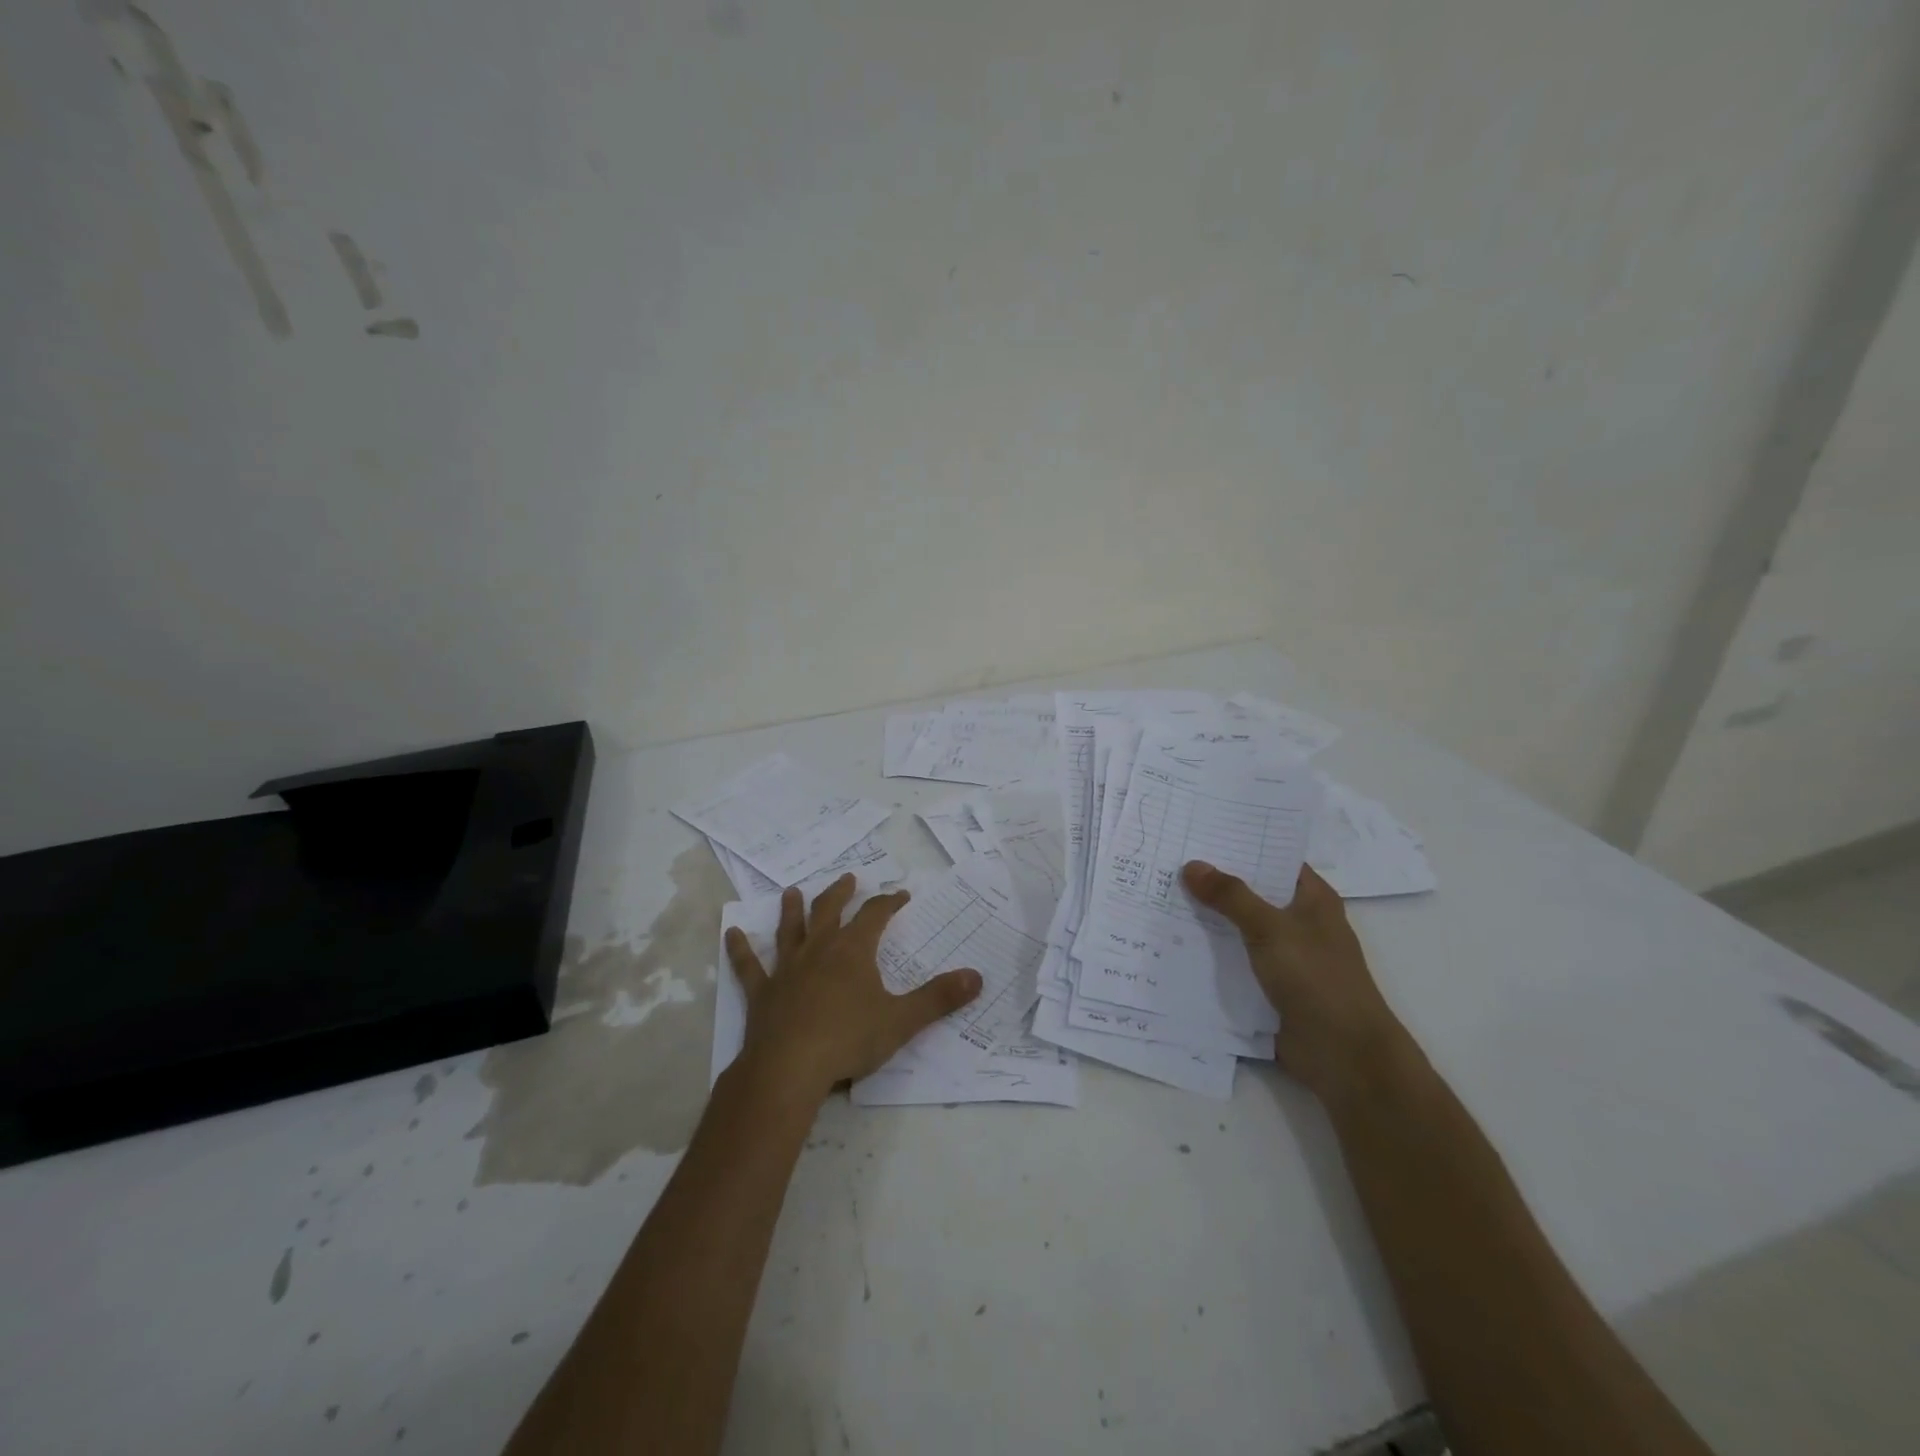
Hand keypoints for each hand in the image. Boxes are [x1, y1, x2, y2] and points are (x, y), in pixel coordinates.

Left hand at [724, 874, 982, 1100]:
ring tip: (793, 891)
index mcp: (853, 951)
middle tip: (848, 879)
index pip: (875, 915)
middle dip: (841, 894)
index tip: (900, 895)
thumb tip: (978, 977)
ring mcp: (787, 969)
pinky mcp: (763, 993)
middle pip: (830, 911)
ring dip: (793, 910)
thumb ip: (939, 998)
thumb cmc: (849, 1040)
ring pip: (791, 930)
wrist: (789, 1068)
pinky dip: (741, 949)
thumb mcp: (902, 1020)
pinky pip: (750, 966)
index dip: (889, 903)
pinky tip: (732, 933)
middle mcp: (819, 950)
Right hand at [1181, 860, 1407, 1102]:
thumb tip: (1192, 866)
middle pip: (1251, 892)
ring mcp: (1284, 956)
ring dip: (1207, 918)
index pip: (1273, 858)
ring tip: (1159, 894)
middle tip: (1167, 859)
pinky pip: (1233, 960)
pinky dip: (1209, 952)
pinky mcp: (1269, 986)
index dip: (1240, 844)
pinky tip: (1172, 940)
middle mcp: (1299, 922)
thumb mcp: (1271, 928)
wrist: (1343, 1055)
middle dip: (1214, 881)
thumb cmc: (1317, 980)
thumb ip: (1231, 896)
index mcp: (1312, 899)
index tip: (1199, 830)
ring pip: (1238, 927)